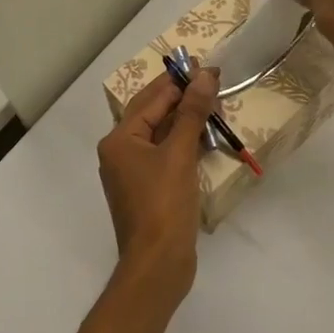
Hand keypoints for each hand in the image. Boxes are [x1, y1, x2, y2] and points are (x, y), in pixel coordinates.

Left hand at [96, 64, 220, 298]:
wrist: (158, 265)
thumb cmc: (163, 205)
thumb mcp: (179, 154)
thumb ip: (192, 113)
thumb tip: (204, 76)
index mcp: (119, 140)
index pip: (151, 98)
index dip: (179, 80)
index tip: (205, 66)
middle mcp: (121, 152)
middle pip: (153, 113)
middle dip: (183, 97)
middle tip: (212, 80)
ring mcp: (134, 172)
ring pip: (161, 134)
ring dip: (186, 119)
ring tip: (214, 103)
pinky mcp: (150, 189)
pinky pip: (166, 154)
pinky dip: (185, 142)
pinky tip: (206, 136)